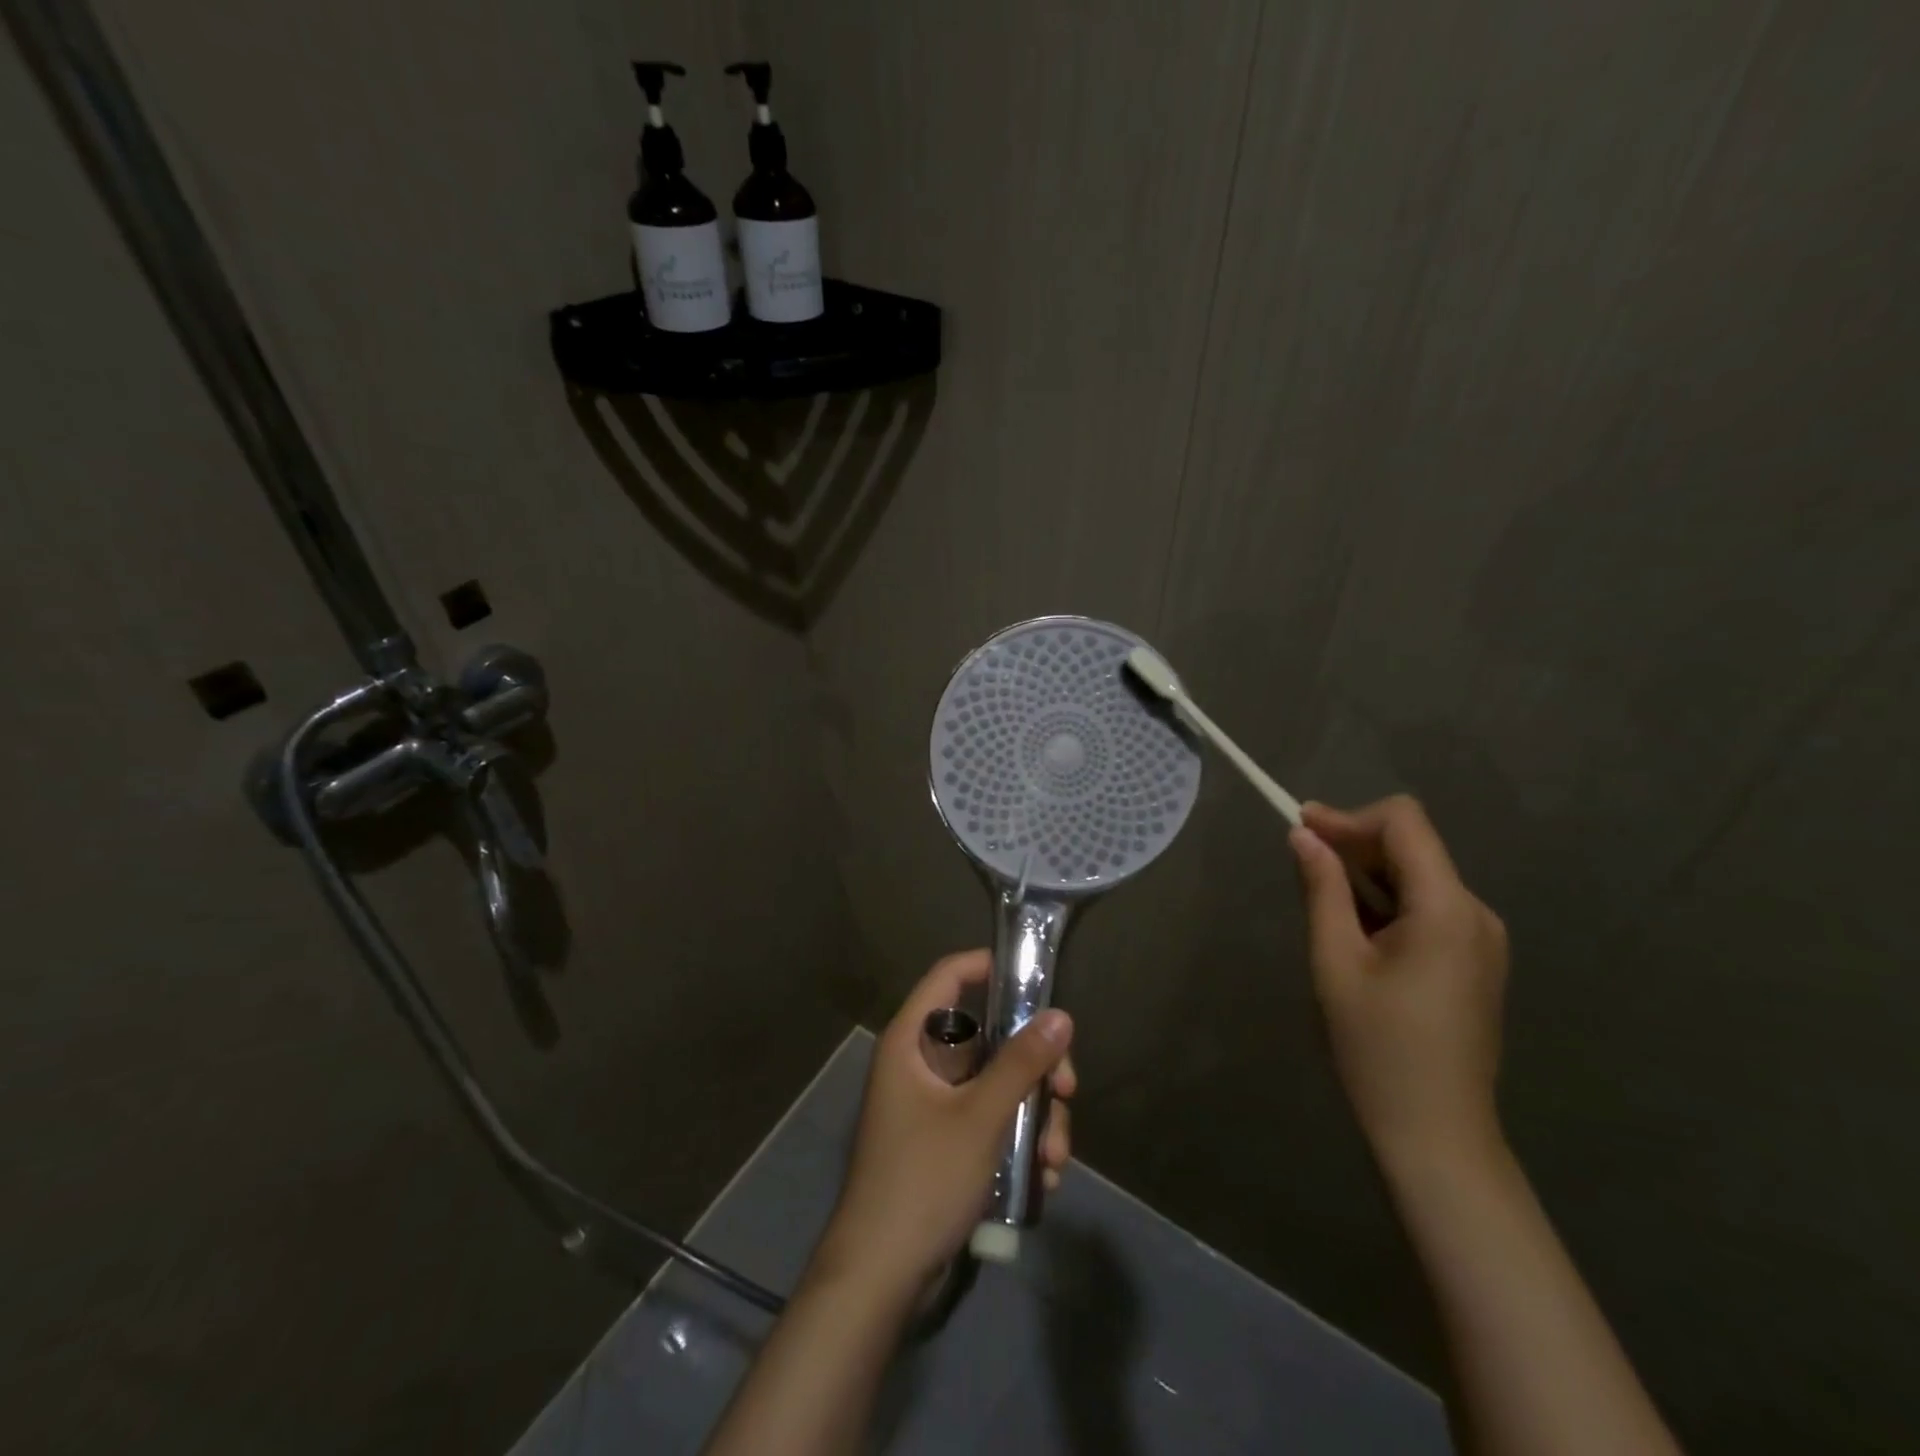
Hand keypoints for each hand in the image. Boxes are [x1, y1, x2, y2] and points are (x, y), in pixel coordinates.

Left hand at [813, 949, 1075, 1294]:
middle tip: (1066, 1092)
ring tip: (1055, 1158)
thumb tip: (1061, 1016)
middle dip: (1034, 1067)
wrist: (881, 1277)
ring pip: (997, 1085)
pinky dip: (1018, 1140)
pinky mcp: (946, 1142)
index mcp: (912, 1041)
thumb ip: (1021, 1063)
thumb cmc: (923, 1179)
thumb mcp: (981, 1117)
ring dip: (1034, 1116)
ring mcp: (934, 1106)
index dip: (987, 965)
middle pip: (988, 1038)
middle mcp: (920, 1064)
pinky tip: (1044, 1176)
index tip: (1034, 978)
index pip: (948, 976)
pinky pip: (990, 1120)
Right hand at [1289, 796, 1508, 1180]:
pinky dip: (1387, 902)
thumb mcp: (1335, 962)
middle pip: (1413, 847)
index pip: (1405, 823)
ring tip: (1320, 898)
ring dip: (1367, 875)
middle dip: (1354, 843)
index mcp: (1447, 909)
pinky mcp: (1477, 961)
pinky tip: (1355, 929)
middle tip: (1299, 858)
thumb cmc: (1377, 1047)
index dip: (1350, 817)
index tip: (1302, 828)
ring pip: (1419, 876)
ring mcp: (1483, 939)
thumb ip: (1322, 890)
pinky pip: (1428, 907)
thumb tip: (1303, 836)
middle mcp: (1476, 913)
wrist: (1437, 1133)